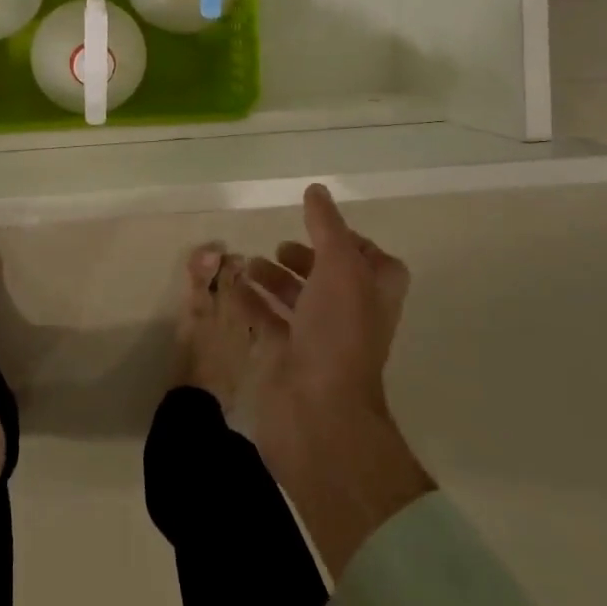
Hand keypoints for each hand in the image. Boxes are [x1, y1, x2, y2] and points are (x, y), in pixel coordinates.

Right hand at [236, 185, 434, 573]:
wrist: (318, 414)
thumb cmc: (338, 335)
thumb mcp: (339, 268)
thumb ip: (327, 227)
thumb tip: (316, 191)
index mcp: (374, 295)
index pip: (374, 261)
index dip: (352, 242)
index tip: (320, 226)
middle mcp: (351, 316)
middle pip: (331, 279)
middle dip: (305, 259)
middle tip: (278, 246)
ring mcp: (319, 340)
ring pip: (298, 301)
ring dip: (275, 279)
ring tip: (248, 264)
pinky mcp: (288, 358)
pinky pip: (269, 322)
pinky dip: (252, 303)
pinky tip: (232, 287)